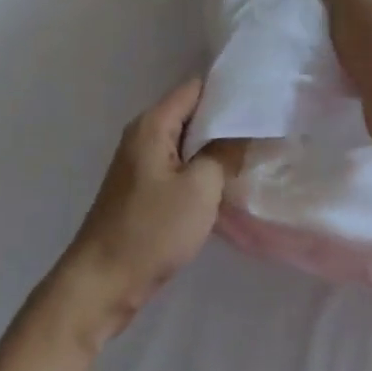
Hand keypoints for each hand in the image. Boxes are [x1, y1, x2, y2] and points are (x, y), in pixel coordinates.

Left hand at [48, 79, 238, 348]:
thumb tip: (244, 131)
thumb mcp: (200, 188)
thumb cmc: (152, 230)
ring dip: (216, 149)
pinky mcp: (144, 190)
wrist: (104, 282)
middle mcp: (143, 136)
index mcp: (152, 125)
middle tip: (267, 129)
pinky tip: (228, 182)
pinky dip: (202, 170)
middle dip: (227, 121)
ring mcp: (142, 164)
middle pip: (191, 114)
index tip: (264, 101)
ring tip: (256, 153)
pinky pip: (180, 167)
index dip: (229, 91)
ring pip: (187, 143)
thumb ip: (224, 153)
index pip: (195, 88)